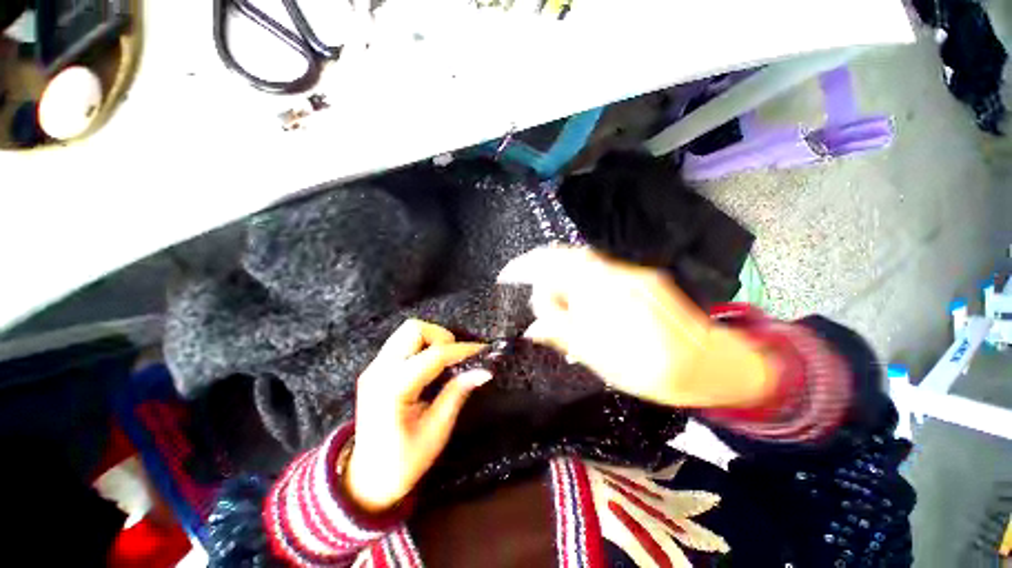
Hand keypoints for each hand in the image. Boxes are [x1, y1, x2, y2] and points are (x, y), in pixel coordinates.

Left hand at [345, 320, 490, 512]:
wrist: (366, 479)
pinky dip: (423, 345)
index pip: (434, 355)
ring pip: (408, 331)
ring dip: (432, 338)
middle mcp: (379, 371)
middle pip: (414, 329)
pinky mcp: (375, 368)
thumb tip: (483, 370)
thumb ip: (457, 393)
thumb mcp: (436, 430)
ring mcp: (374, 367)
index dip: (462, 350)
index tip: (484, 351)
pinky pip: (403, 342)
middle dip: (442, 337)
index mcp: (393, 389)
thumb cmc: (403, 462)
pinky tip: (432, 365)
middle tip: (457, 358)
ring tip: (446, 360)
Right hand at [498, 246, 773, 408]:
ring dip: (561, 280)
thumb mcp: (602, 361)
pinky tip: (582, 305)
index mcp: (607, 296)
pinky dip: (579, 283)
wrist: (712, 363)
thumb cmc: (655, 371)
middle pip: (565, 258)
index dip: (527, 269)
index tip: (509, 277)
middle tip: (536, 301)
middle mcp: (618, 274)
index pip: (554, 267)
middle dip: (542, 274)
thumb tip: (532, 326)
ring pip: (580, 264)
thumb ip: (564, 335)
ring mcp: (630, 272)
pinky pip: (597, 270)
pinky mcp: (639, 276)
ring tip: (558, 308)